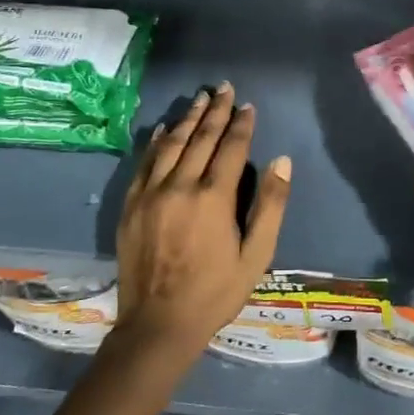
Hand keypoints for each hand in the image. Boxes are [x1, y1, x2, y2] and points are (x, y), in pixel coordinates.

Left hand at [115, 83, 292, 351]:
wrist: (158, 325)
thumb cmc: (215, 292)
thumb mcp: (256, 256)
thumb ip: (270, 205)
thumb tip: (282, 161)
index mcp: (213, 198)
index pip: (230, 148)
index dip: (242, 124)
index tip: (248, 105)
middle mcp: (180, 186)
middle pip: (200, 138)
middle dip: (215, 111)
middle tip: (224, 88)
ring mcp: (151, 194)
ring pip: (171, 144)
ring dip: (187, 118)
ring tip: (200, 98)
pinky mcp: (131, 205)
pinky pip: (145, 163)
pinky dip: (156, 141)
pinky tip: (163, 128)